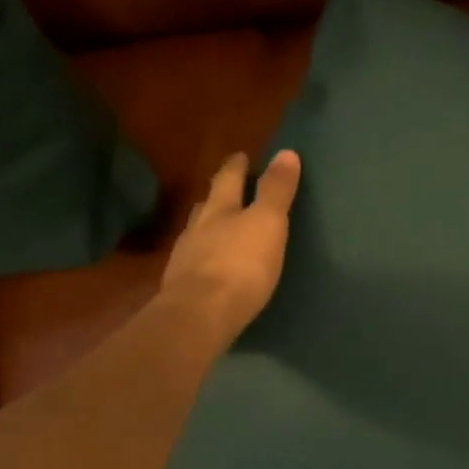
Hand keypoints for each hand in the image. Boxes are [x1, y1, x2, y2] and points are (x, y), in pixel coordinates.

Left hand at [159, 150, 300, 348]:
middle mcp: (197, 229)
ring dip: (208, 228)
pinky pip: (195, 264)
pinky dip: (204, 259)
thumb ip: (276, 191)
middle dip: (218, 195)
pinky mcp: (182, 289)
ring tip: (218, 228)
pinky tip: (210, 267)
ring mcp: (185, 259)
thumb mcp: (267, 223)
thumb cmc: (239, 265)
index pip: (228, 179)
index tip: (241, 156)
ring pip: (197, 234)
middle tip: (226, 188)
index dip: (236, 167)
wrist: (199, 316)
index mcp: (219, 209)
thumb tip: (286, 152)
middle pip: (208, 205)